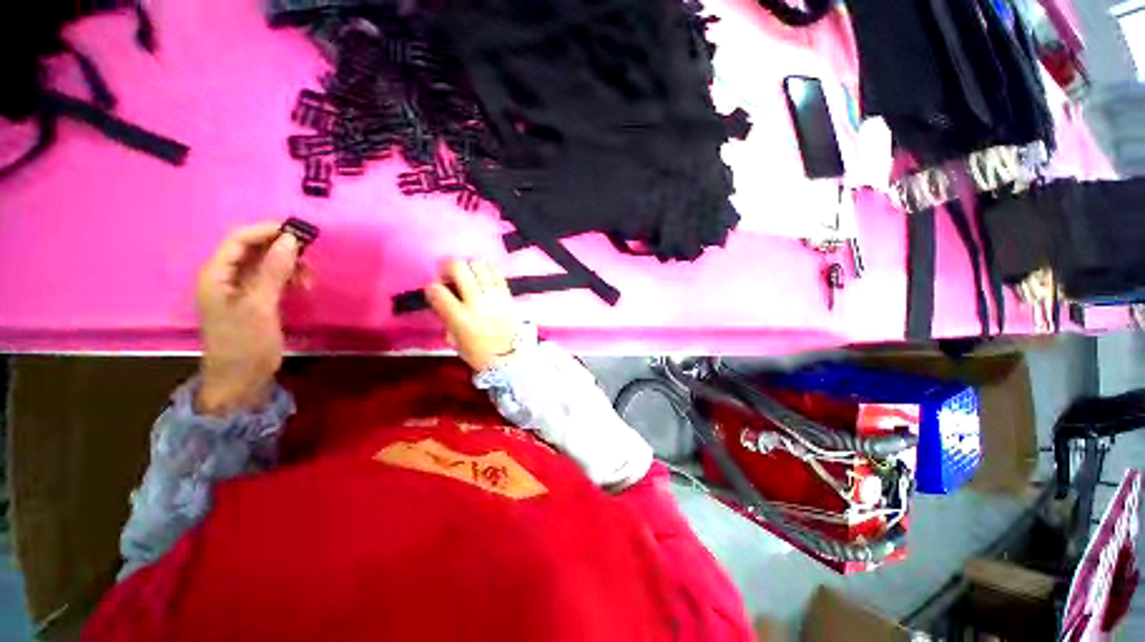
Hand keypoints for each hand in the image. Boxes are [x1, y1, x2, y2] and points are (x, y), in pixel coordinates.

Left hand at [196, 223, 302, 415]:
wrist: (241, 380)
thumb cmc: (245, 343)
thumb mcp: (260, 306)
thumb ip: (274, 271)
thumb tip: (291, 239)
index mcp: (217, 274)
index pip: (240, 239)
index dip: (268, 231)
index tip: (301, 233)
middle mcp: (225, 276)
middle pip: (254, 249)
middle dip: (283, 251)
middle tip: (310, 262)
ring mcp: (239, 289)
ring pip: (266, 264)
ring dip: (289, 267)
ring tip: (308, 282)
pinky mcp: (253, 301)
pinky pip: (271, 279)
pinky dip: (288, 279)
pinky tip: (301, 288)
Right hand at [425, 260, 518, 371]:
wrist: (510, 357)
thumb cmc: (479, 353)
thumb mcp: (454, 339)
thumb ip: (447, 318)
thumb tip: (443, 302)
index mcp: (459, 317)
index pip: (437, 290)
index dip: (431, 288)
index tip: (434, 292)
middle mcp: (476, 301)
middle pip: (458, 267)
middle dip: (448, 267)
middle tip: (449, 275)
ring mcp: (494, 295)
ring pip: (479, 264)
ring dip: (469, 266)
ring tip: (469, 275)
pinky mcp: (507, 294)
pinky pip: (497, 273)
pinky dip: (488, 271)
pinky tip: (484, 278)